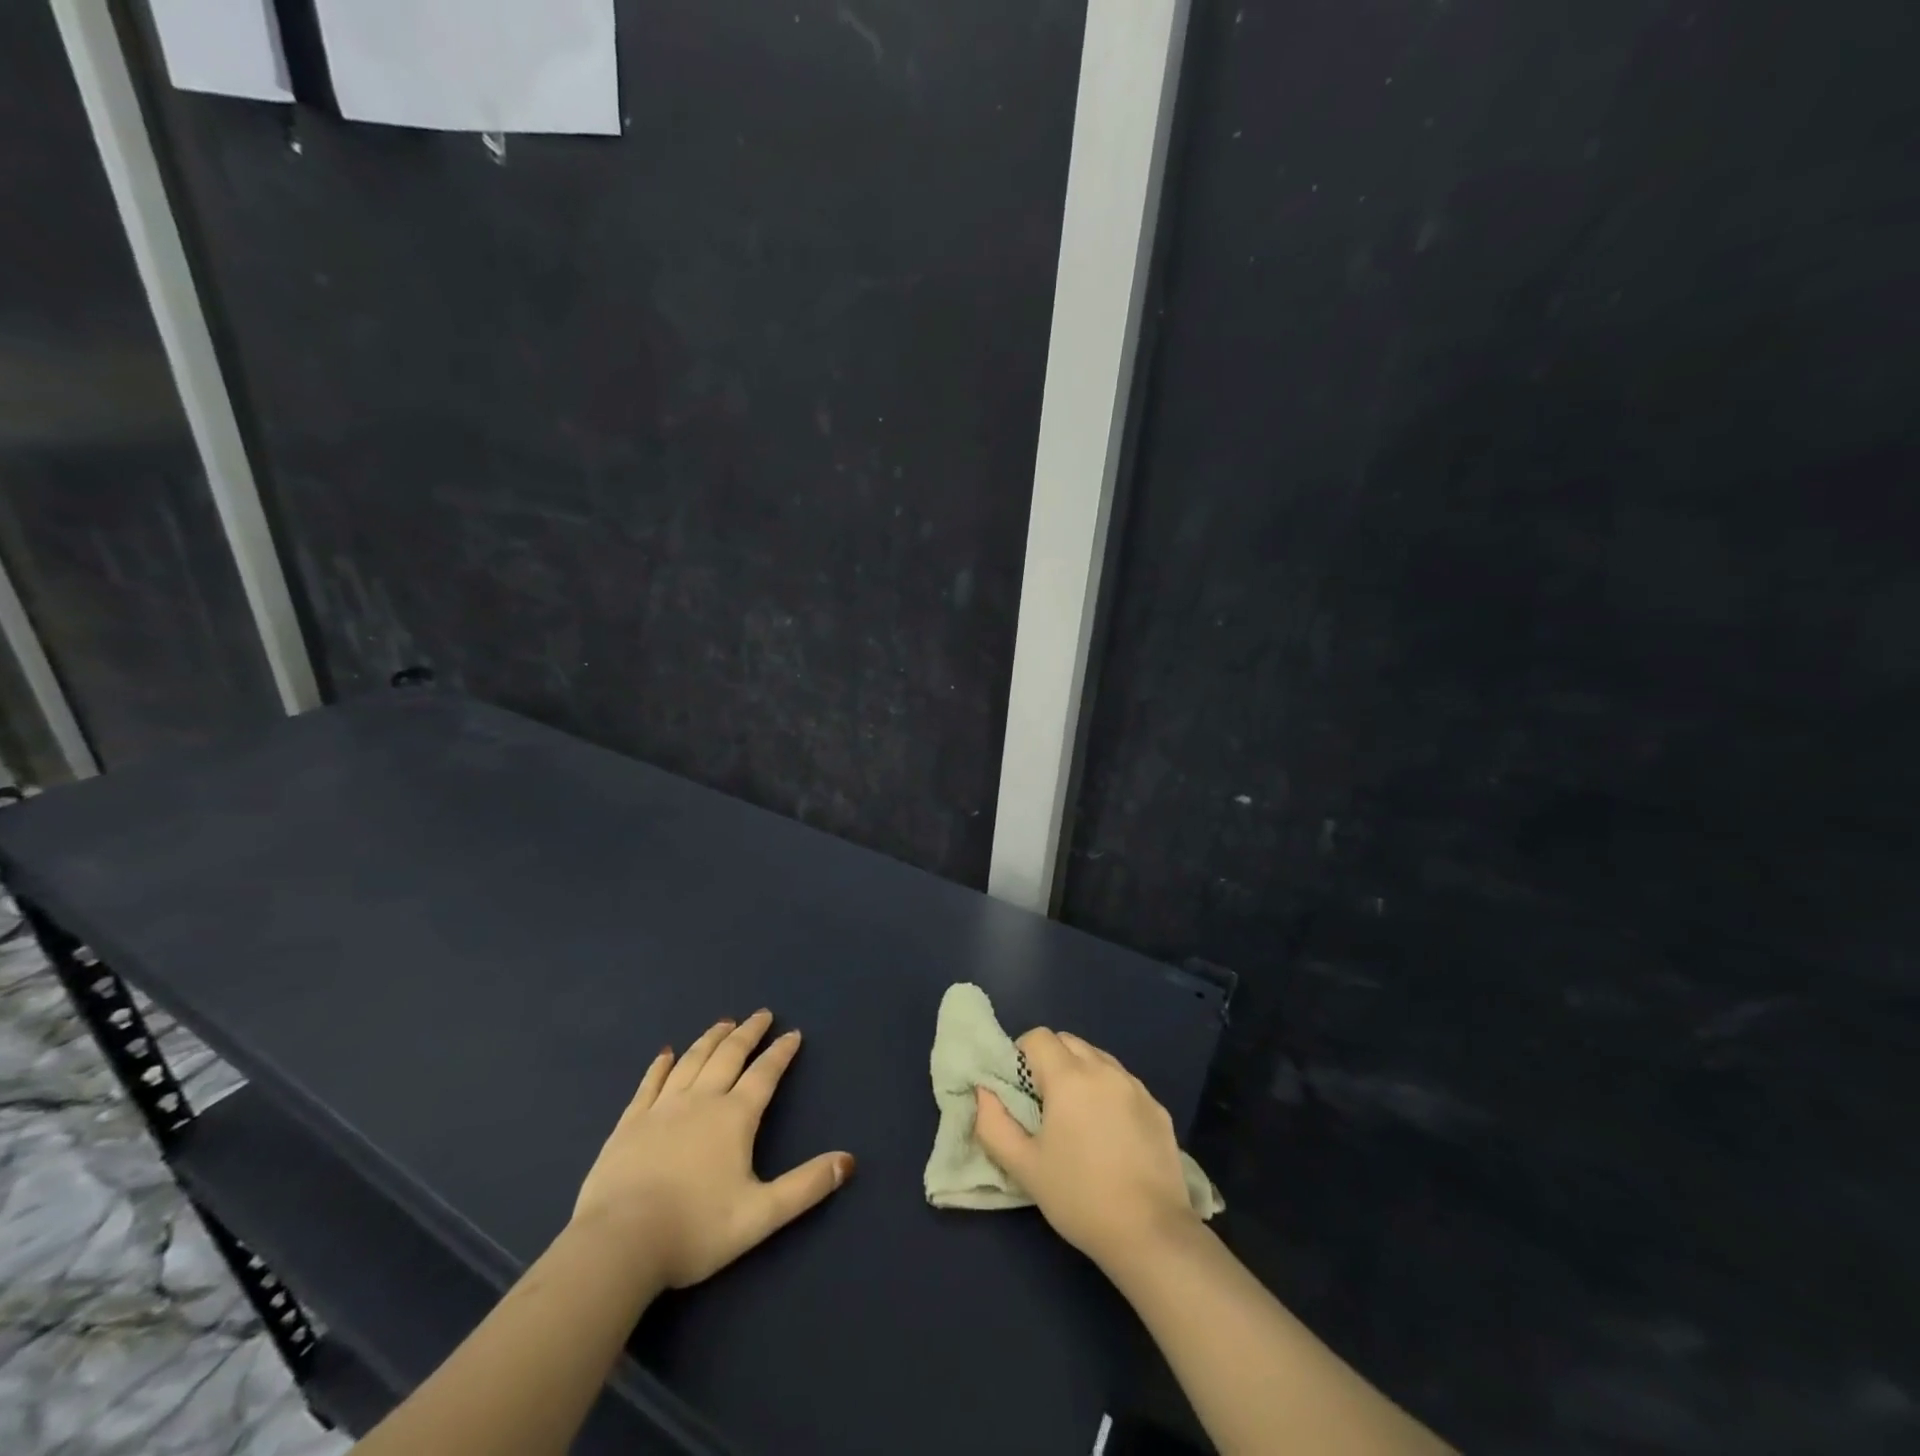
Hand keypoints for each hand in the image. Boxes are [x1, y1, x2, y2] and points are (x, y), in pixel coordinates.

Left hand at [571, 1011, 854, 1288]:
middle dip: (748, 1033)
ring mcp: (661, 1108)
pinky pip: (649, 1083)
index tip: (793, 1033)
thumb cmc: (695, 1230)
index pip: (765, 1074)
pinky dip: (661, 1065)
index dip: (781, 1053)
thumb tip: (848, 1161)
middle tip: (761, 1014)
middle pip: (729, 1055)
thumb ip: (805, 1186)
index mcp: (735, 1117)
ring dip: (711, 1039)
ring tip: (724, 1023)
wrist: (619, 1245)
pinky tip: (666, 1053)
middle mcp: (701, 1100)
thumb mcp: (761, 1215)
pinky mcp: (629, 1123)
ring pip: (692, 1061)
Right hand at [973, 1028, 1198, 1272]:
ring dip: (1081, 1073)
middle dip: (1050, 1060)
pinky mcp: (1158, 1108)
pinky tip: (1110, 1135)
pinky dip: (1109, 1093)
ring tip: (1077, 1118)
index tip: (1020, 1090)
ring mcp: (1136, 1087)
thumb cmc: (1079, 1198)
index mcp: (1070, 1077)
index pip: (1038, 1037)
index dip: (1022, 1056)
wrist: (1151, 1234)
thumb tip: (984, 1092)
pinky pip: (1124, 1083)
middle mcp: (1104, 1069)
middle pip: (1069, 1042)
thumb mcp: (1024, 1167)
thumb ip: (993, 1124)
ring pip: (1098, 1059)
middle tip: (1044, 1103)